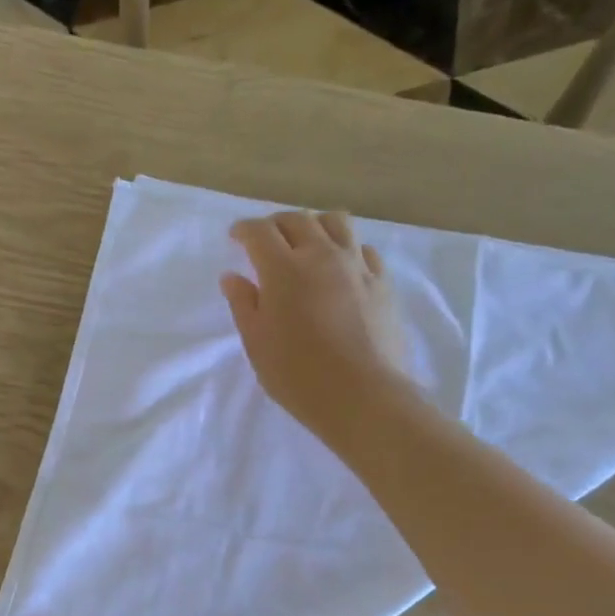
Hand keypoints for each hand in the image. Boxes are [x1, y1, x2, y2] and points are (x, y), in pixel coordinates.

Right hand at [221, 211, 407, 452]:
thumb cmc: (297, 374)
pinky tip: (340, 266)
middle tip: (265, 240)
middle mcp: (321, 256)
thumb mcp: (257, 343)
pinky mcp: (382, 282)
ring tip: (306, 242)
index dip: (244, 230)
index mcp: (283, 269)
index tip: (235, 237)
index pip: (260, 232)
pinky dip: (345, 248)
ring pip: (336, 222)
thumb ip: (243, 304)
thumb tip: (232, 276)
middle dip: (276, 224)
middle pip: (297, 220)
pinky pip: (363, 249)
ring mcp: (356, 266)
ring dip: (314, 224)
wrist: (362, 396)